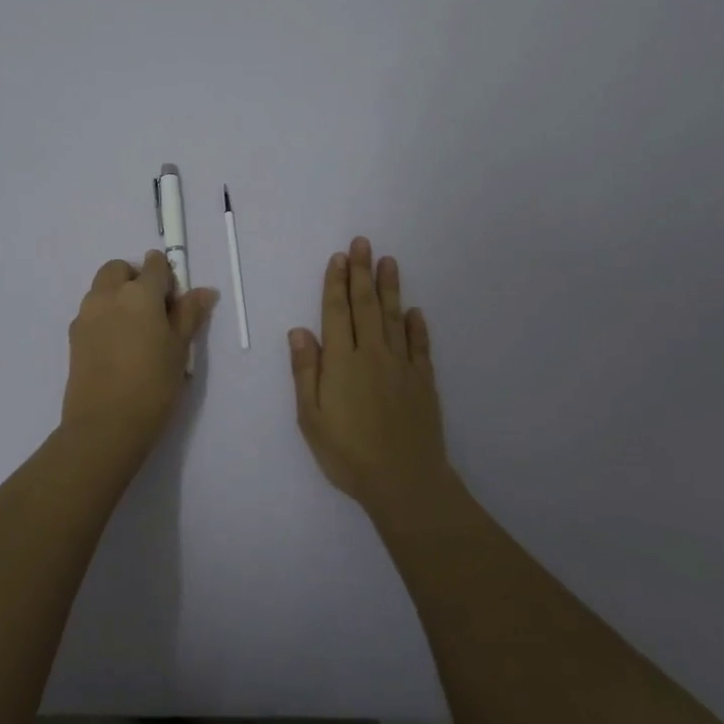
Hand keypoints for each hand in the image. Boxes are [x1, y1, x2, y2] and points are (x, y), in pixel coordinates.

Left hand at [61, 251, 217, 456]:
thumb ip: (189, 314)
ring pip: (101, 288)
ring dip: (117, 295)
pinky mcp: (73, 336)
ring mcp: (86, 314)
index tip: (174, 299)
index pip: (154, 265)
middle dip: (135, 278)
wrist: (105, 425)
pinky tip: (117, 346)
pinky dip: (104, 315)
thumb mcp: (180, 349)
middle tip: (153, 310)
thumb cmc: (153, 385)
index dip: (167, 276)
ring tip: (135, 330)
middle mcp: (108, 295)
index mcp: (139, 293)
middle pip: (119, 269)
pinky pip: (91, 312)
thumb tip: (204, 291)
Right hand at [289, 236, 451, 514]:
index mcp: (342, 362)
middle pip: (366, 306)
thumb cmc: (348, 453)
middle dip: (362, 273)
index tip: (339, 258)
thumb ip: (306, 372)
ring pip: (394, 318)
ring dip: (390, 288)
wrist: (404, 481)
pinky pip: (420, 345)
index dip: (336, 284)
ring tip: (388, 261)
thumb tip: (299, 331)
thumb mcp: (311, 418)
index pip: (337, 313)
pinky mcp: (423, 381)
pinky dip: (417, 325)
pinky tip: (415, 311)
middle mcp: (372, 354)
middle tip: (363, 242)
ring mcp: (401, 366)